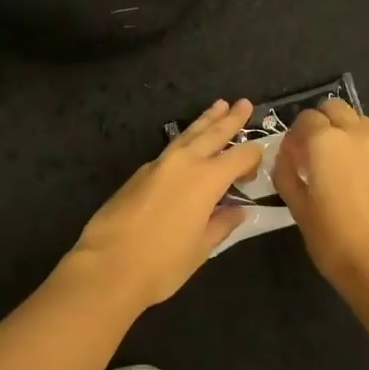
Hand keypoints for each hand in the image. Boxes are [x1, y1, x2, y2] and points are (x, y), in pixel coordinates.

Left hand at [65, 99, 263, 309]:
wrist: (107, 266)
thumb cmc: (162, 263)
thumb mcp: (201, 248)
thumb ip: (221, 223)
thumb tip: (237, 210)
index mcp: (206, 179)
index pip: (239, 157)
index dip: (253, 156)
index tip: (261, 157)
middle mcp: (184, 163)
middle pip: (212, 134)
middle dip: (230, 119)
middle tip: (244, 103)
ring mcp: (158, 165)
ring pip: (188, 136)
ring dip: (205, 121)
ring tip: (218, 105)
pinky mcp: (139, 174)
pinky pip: (170, 150)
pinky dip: (185, 142)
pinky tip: (189, 146)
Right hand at [274, 98, 368, 298]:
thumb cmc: (333, 239)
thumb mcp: (297, 207)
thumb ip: (286, 172)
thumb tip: (285, 155)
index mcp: (325, 142)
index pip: (306, 118)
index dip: (296, 134)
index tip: (293, 156)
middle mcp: (357, 135)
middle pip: (336, 109)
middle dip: (323, 123)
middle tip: (317, 153)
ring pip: (362, 124)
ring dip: (348, 134)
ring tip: (344, 165)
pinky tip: (368, 185)